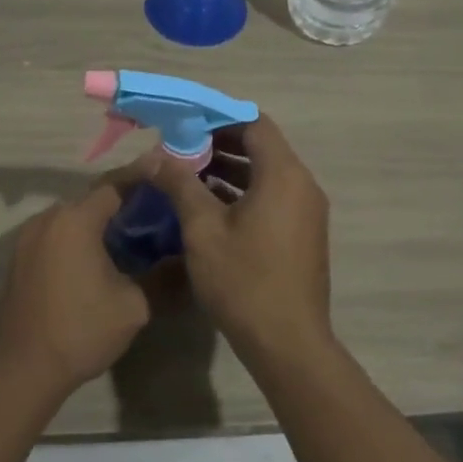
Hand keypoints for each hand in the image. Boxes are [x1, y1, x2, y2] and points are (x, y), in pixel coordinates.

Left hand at [0, 175, 152, 390]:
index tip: (168, 170)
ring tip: (135, 230)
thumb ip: (161, 276)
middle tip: (159, 206)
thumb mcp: (133, 305)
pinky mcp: (20, 258)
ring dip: (101, 219)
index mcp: (76, 219)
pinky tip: (102, 253)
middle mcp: (49, 218)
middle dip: (125, 199)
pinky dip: (81, 235)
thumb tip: (186, 260)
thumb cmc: (80, 330)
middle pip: (93, 198)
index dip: (144, 177)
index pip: (116, 184)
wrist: (20, 368)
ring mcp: (29, 237)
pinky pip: (58, 234)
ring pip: (74, 216)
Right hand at [143, 115, 332, 357]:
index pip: (254, 124)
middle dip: (220, 144)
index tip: (185, 125)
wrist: (288, 342)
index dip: (219, 119)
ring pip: (267, 174)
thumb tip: (156, 157)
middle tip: (180, 150)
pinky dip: (244, 193)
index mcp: (283, 175)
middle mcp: (302, 185)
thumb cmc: (244, 281)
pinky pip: (273, 197)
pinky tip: (210, 207)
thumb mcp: (203, 230)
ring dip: (230, 170)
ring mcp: (306, 211)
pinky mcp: (303, 234)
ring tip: (188, 176)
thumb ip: (180, 185)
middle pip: (262, 147)